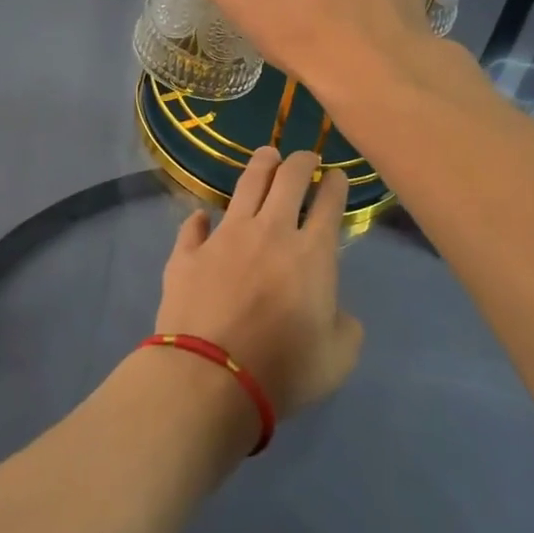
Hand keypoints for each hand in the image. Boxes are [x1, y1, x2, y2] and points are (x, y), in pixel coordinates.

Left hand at [154, 148, 362, 417]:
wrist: (211, 377)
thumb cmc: (283, 369)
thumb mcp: (337, 359)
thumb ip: (345, 327)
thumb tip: (337, 312)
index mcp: (311, 253)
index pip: (329, 203)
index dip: (335, 184)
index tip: (337, 176)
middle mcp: (269, 231)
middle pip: (287, 178)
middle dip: (301, 161)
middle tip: (305, 158)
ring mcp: (225, 237)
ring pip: (245, 185)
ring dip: (260, 165)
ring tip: (267, 155)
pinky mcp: (188, 253)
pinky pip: (194, 226)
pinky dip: (200, 219)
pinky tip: (202, 217)